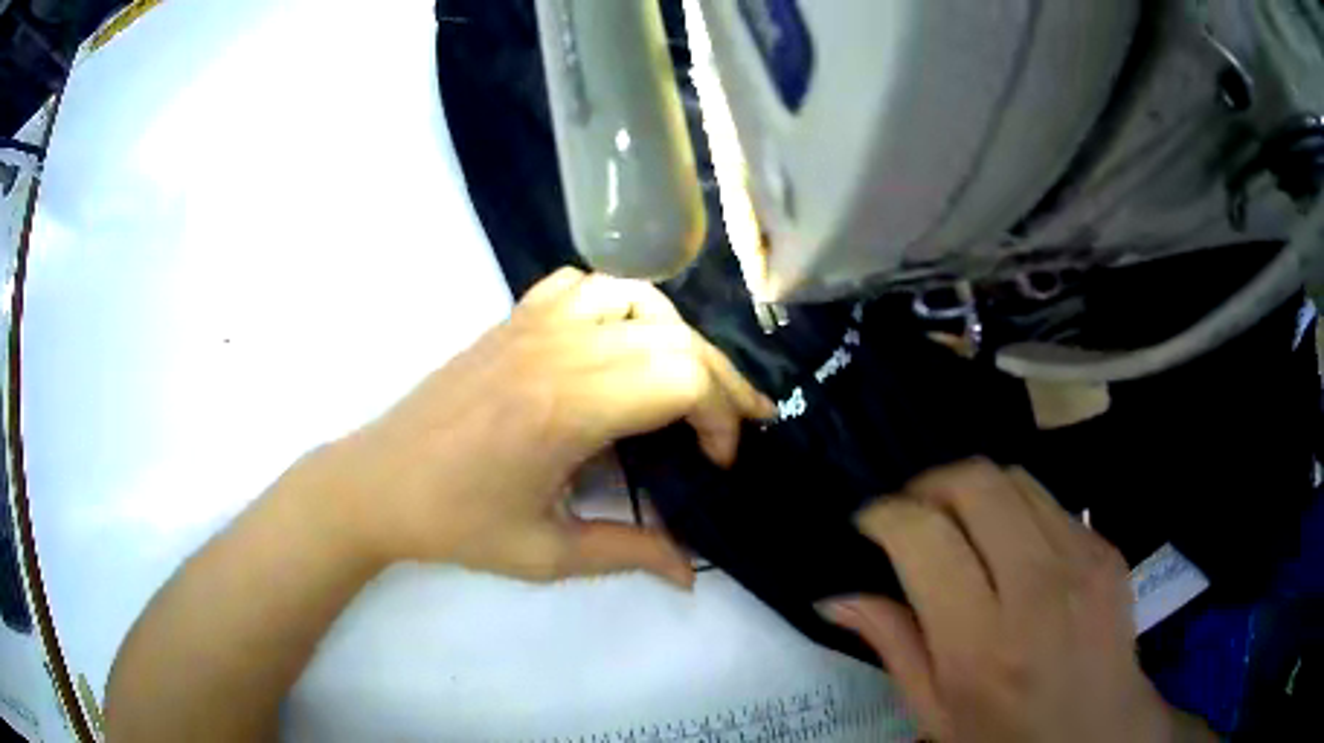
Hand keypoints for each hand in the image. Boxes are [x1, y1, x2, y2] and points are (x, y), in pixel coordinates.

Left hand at [305, 267, 775, 585]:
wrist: (379, 483)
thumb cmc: (457, 523)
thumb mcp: (546, 554)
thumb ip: (629, 554)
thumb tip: (692, 572)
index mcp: (567, 408)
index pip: (682, 379)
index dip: (720, 417)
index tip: (717, 462)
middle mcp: (557, 350)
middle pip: (674, 337)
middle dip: (719, 382)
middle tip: (728, 429)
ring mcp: (532, 325)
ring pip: (637, 298)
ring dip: (677, 336)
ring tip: (685, 381)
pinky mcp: (512, 319)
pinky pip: (584, 285)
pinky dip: (621, 303)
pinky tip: (620, 342)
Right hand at [821, 460, 1214, 741]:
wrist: (1100, 733)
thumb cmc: (1006, 737)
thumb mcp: (935, 713)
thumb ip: (893, 646)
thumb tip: (836, 597)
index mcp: (981, 643)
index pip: (925, 538)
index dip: (886, 514)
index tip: (871, 521)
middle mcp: (1037, 587)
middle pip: (976, 482)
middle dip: (930, 483)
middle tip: (914, 512)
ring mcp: (1082, 558)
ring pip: (1015, 477)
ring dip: (974, 490)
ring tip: (960, 524)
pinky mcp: (1106, 547)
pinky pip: (1050, 501)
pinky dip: (1016, 509)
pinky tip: (1010, 547)